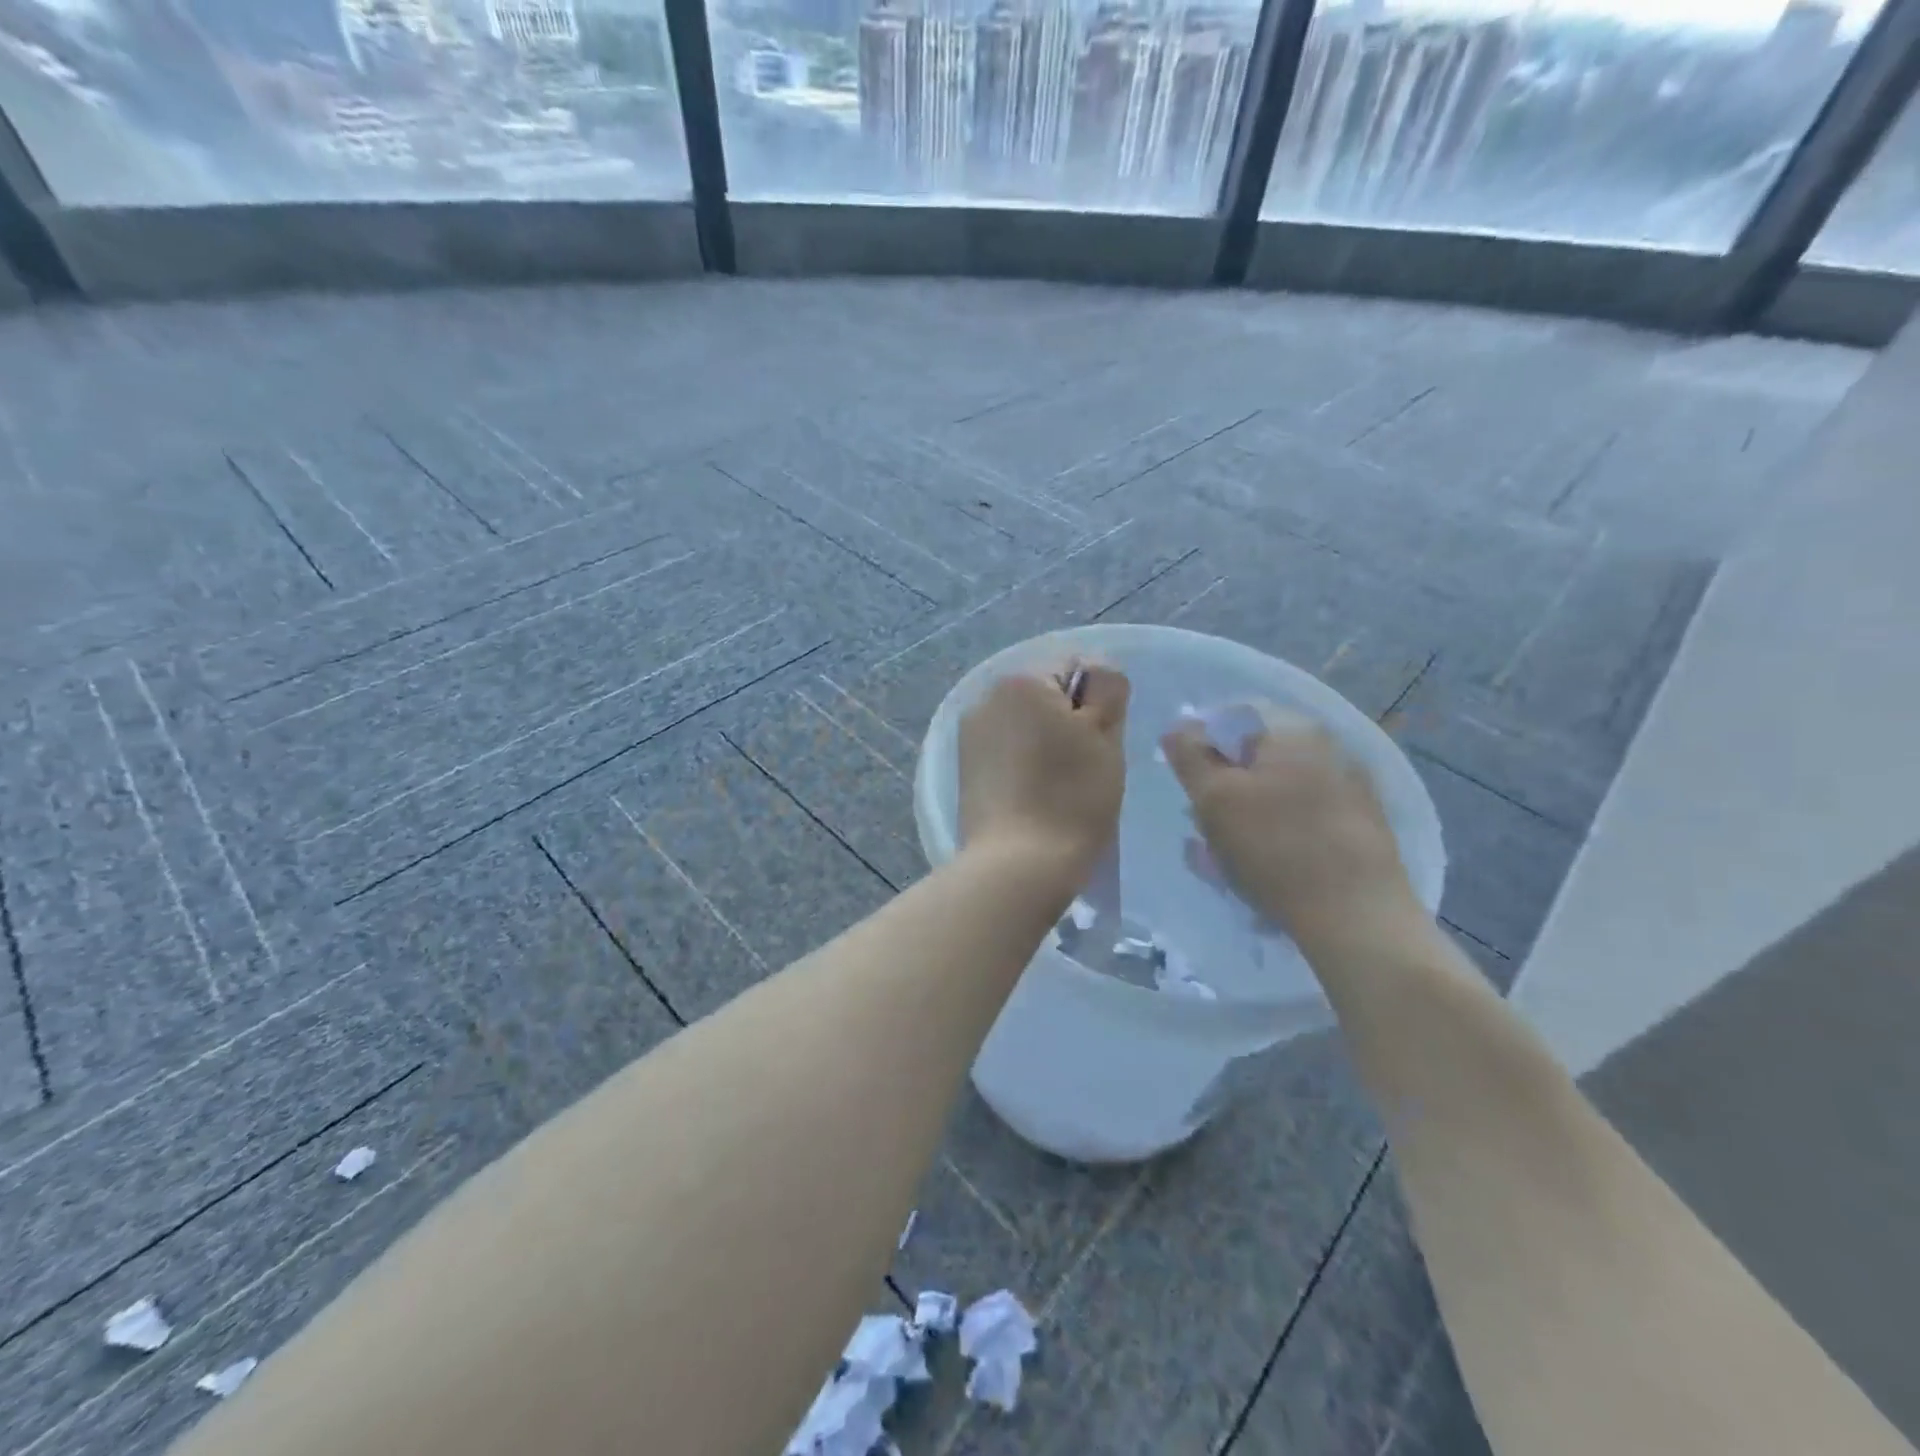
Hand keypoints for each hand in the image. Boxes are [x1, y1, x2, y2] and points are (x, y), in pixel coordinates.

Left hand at [959, 663, 1128, 880]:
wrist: (1016, 867)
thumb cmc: (1071, 797)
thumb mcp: (1105, 736)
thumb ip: (1107, 690)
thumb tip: (1098, 669)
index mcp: (1020, 681)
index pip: (1075, 668)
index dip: (1099, 702)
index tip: (1100, 743)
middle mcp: (985, 698)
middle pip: (1046, 695)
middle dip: (1069, 721)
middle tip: (1085, 767)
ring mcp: (969, 735)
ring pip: (1026, 725)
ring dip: (1046, 743)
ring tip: (1059, 787)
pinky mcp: (964, 769)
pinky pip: (1006, 751)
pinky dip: (1024, 764)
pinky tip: (1035, 797)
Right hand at [1161, 708, 1415, 951]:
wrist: (1357, 917)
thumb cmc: (1274, 848)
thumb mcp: (1214, 799)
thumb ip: (1189, 756)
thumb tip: (1178, 728)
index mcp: (1293, 729)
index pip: (1232, 717)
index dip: (1200, 746)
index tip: (1188, 785)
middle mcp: (1329, 745)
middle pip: (1255, 756)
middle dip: (1224, 786)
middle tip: (1204, 825)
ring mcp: (1351, 784)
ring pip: (1278, 787)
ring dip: (1248, 812)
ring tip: (1229, 856)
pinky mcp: (1362, 822)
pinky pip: (1304, 814)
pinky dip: (1279, 831)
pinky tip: (1267, 867)